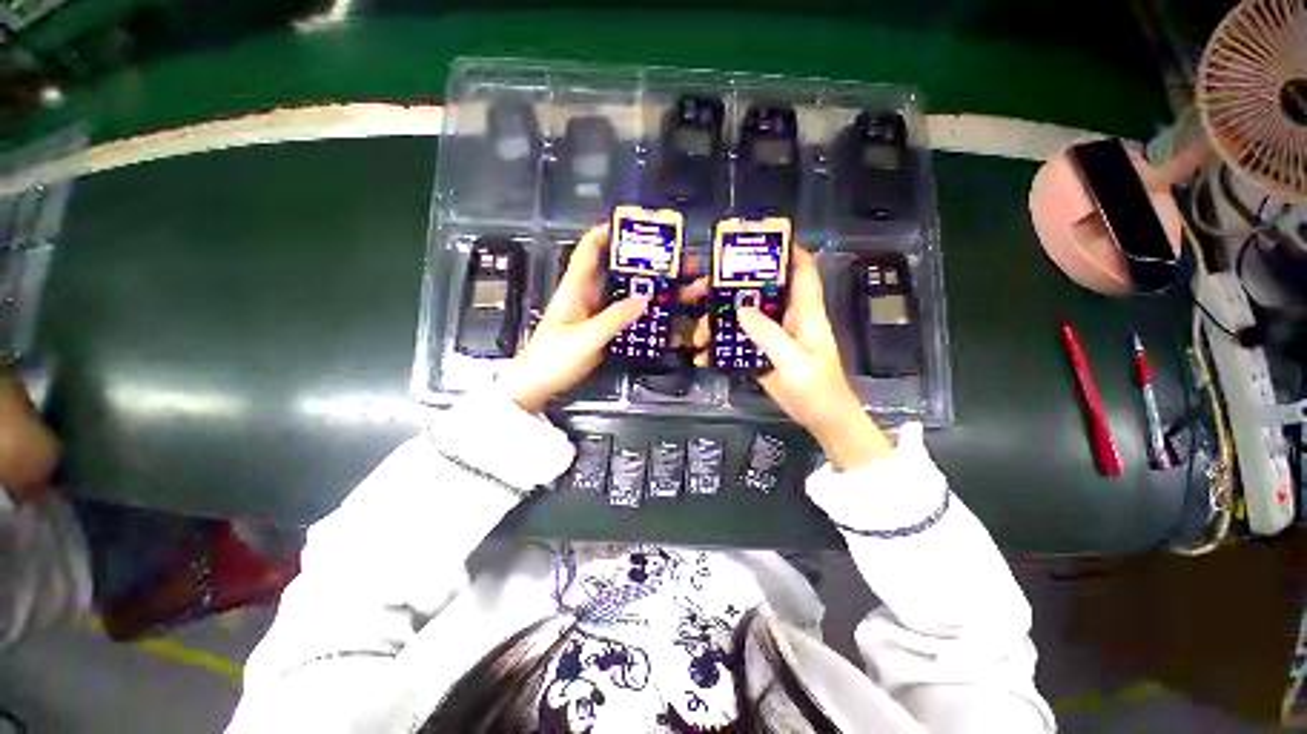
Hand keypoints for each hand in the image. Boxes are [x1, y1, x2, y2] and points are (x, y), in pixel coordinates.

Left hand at [499, 224, 707, 412]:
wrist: (537, 386)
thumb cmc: (553, 358)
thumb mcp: (584, 338)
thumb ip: (613, 319)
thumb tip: (645, 299)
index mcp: (576, 287)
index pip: (590, 248)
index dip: (610, 231)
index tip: (639, 226)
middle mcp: (589, 295)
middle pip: (621, 271)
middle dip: (650, 264)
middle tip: (682, 263)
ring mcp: (598, 314)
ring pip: (630, 294)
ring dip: (656, 290)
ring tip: (688, 288)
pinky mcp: (604, 331)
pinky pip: (630, 316)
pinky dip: (649, 314)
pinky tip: (671, 317)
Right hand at [694, 248, 891, 469]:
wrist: (821, 419)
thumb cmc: (817, 389)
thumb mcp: (794, 362)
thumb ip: (769, 335)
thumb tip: (741, 308)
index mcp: (805, 312)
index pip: (802, 271)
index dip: (787, 250)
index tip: (759, 240)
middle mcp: (789, 318)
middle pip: (762, 290)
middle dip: (734, 284)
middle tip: (702, 286)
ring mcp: (774, 336)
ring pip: (746, 314)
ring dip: (721, 315)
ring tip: (697, 326)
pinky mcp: (763, 352)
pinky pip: (741, 339)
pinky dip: (722, 341)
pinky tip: (702, 350)